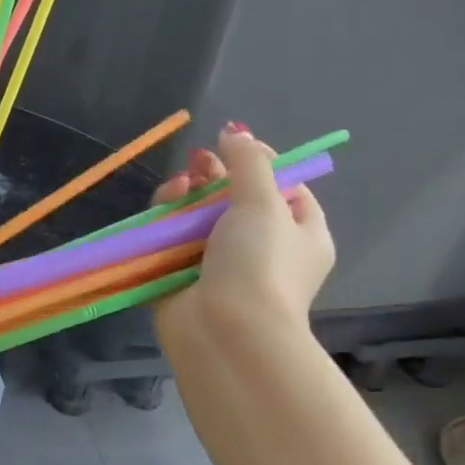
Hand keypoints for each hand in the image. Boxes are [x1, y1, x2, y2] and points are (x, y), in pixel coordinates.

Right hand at [152, 125, 334, 357]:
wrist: (226, 333)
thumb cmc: (260, 265)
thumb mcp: (264, 203)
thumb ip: (249, 162)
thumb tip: (235, 132)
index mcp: (300, 235)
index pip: (286, 189)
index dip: (261, 164)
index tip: (236, 148)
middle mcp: (263, 248)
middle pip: (235, 198)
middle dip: (215, 176)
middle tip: (199, 162)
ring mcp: (219, 263)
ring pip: (199, 214)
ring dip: (188, 194)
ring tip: (179, 185)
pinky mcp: (182, 274)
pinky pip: (171, 236)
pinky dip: (166, 218)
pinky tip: (163, 205)